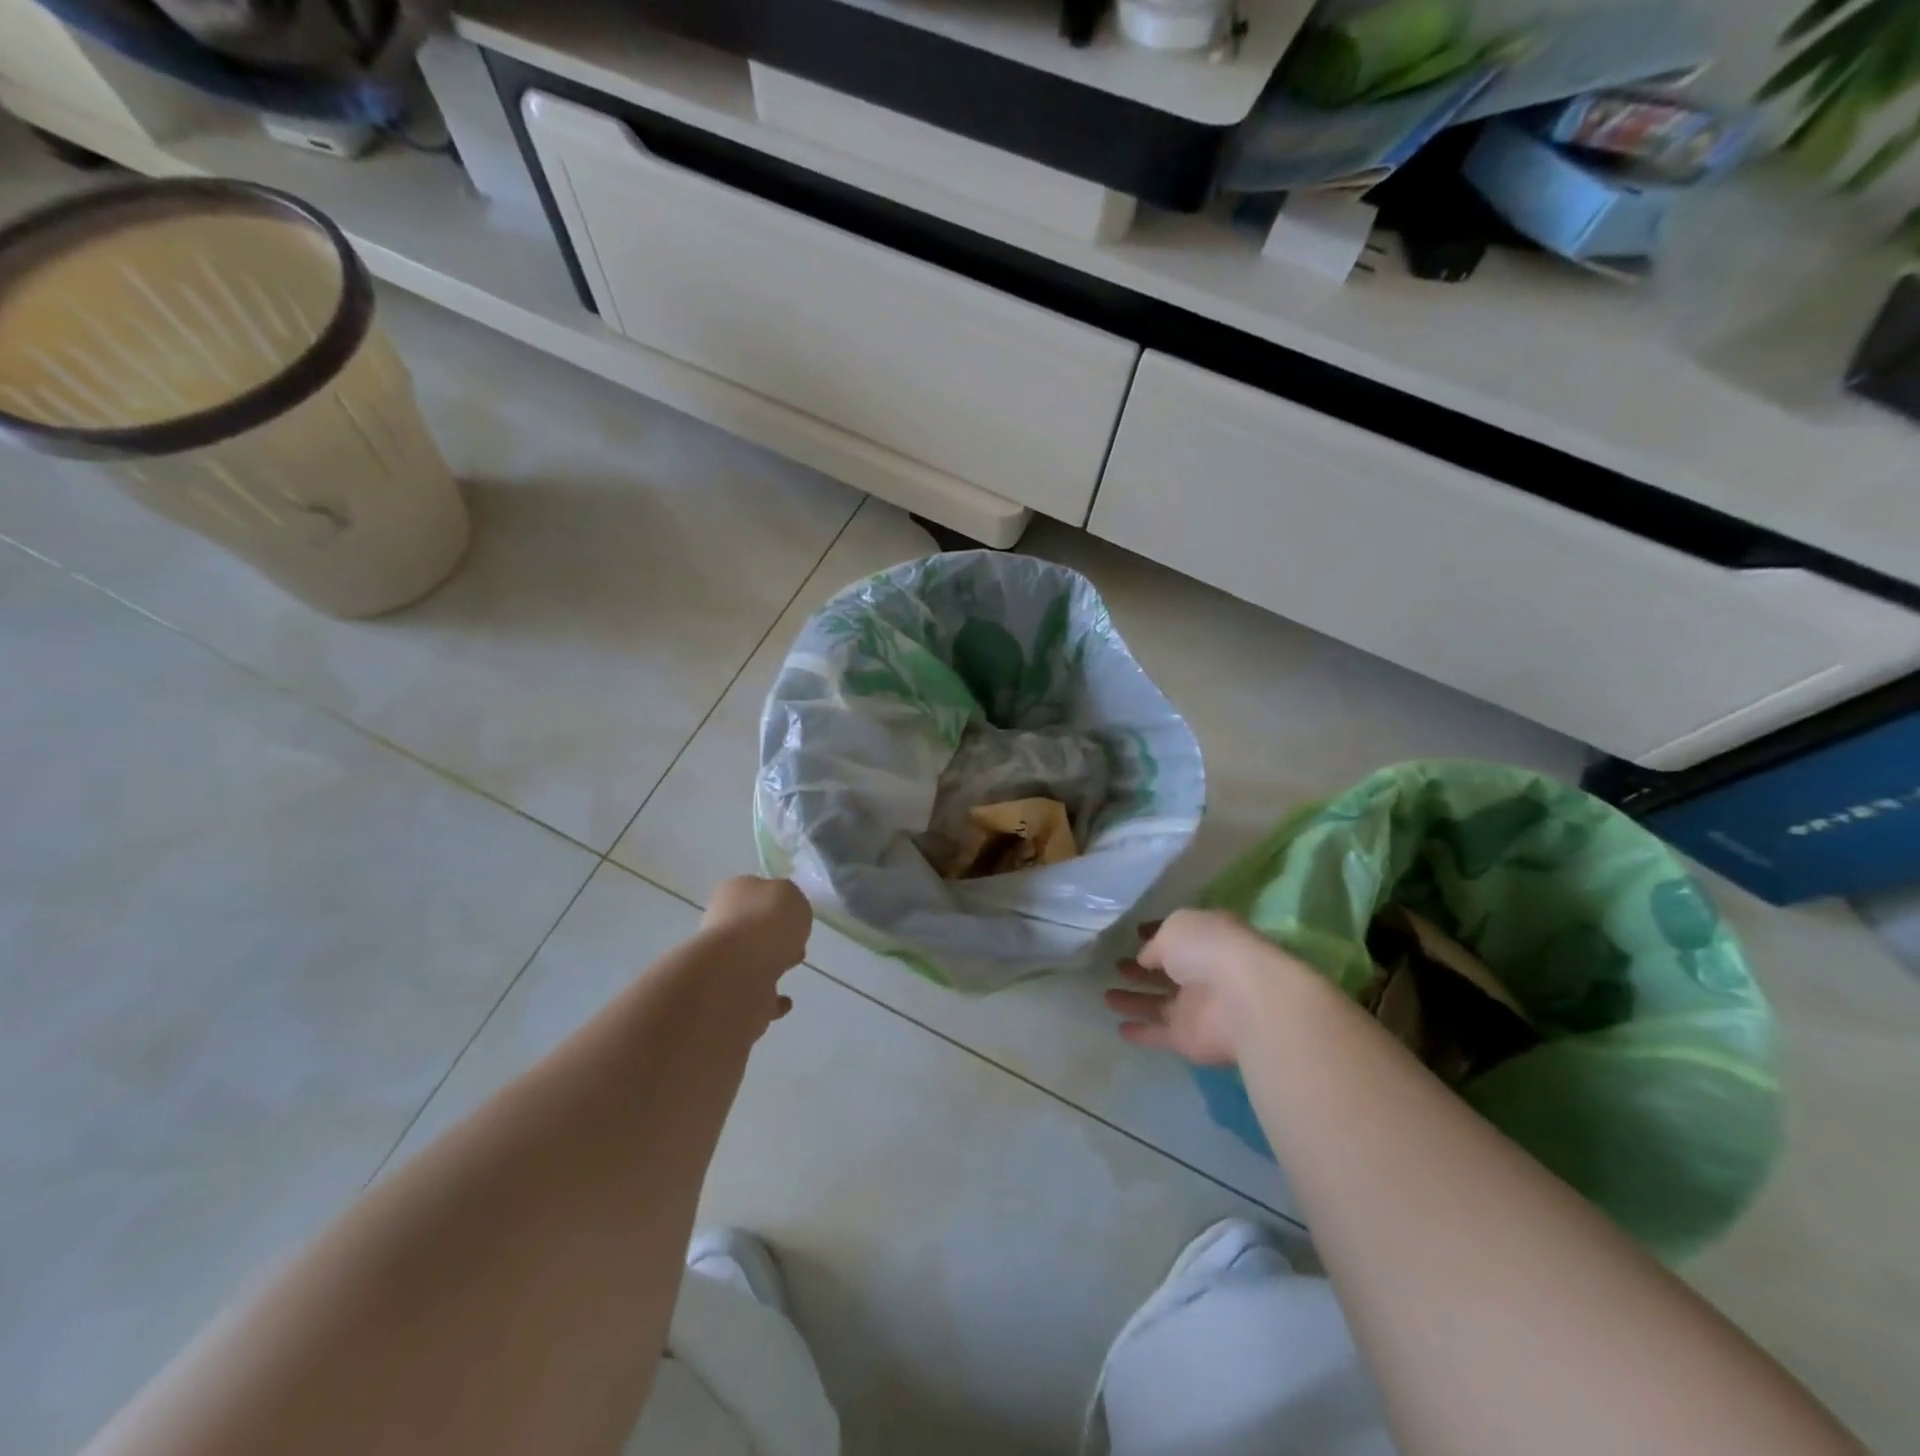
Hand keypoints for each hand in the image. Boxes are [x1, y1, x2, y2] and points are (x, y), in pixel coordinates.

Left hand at [701, 876, 811, 1025]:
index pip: (753, 892)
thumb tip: (783, 913)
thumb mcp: (789, 894)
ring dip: (771, 964)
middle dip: (774, 936)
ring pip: (751, 961)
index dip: (775, 903)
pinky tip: (786, 1001)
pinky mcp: (730, 996)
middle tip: (796, 942)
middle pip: (750, 928)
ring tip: (793, 965)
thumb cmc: (767, 921)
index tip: (795, 915)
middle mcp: (722, 925)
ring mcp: (723, 963)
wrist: (741, 971)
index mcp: (733, 893)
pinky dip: (771, 1000)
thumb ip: (788, 900)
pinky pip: (755, 997)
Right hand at [1105, 909, 1307, 1066]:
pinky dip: (1141, 1032)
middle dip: (1142, 969)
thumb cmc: (1210, 949)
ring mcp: (1198, 1007)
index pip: (1178, 935)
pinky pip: (1160, 1033)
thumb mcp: (1176, 927)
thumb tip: (1146, 959)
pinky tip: (1119, 1028)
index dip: (1155, 933)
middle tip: (1117, 966)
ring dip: (1134, 1000)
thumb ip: (1156, 944)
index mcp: (1207, 938)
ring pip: (1159, 1003)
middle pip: (1168, 971)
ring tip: (1106, 996)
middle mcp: (1204, 971)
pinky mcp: (1189, 1038)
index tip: (1134, 934)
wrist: (1245, 1001)